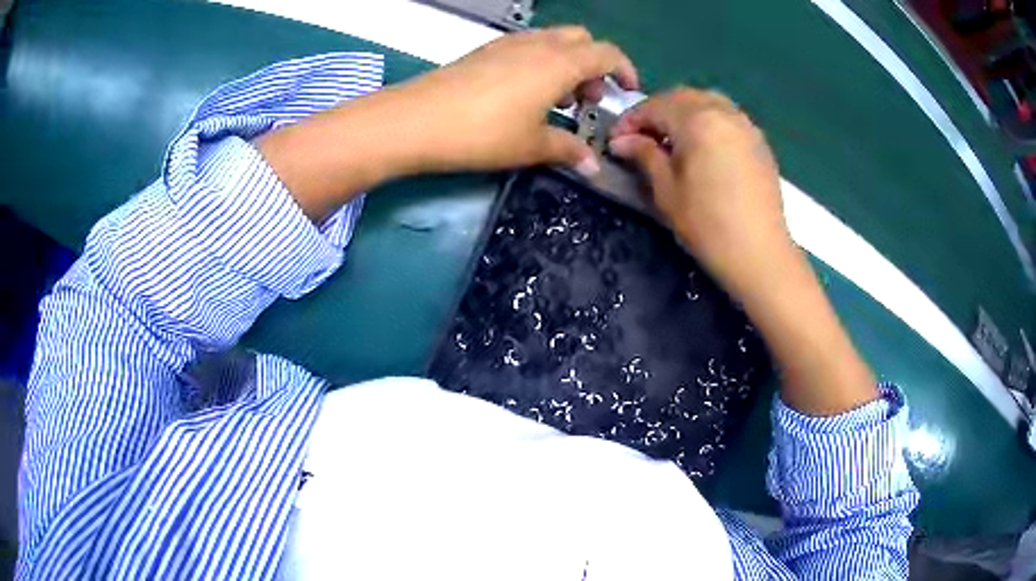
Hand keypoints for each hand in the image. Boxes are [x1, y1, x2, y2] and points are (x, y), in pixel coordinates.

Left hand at [384, 26, 638, 175]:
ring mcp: (508, 44)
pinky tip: (526, 94)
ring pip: (553, 41)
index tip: (628, 91)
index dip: (624, 70)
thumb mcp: (532, 146)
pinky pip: (527, 47)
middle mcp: (538, 44)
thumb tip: (593, 164)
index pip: (606, 54)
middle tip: (587, 100)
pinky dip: (541, 63)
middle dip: (595, 65)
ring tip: (558, 101)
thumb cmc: (483, 133)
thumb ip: (568, 150)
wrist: (416, 120)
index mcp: (559, 63)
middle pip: (581, 40)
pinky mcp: (485, 51)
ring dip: (567, 64)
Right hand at [611, 89, 877, 415]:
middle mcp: (724, 112)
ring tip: (670, 141)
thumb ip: (644, 156)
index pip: (654, 106)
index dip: (630, 121)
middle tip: (640, 139)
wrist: (761, 255)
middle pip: (681, 98)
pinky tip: (701, 148)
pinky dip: (706, 122)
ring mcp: (746, 125)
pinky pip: (726, 117)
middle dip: (656, 112)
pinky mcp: (759, 142)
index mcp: (698, 120)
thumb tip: (621, 141)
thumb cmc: (709, 226)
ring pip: (706, 103)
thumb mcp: (667, 191)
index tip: (615, 142)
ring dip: (682, 114)